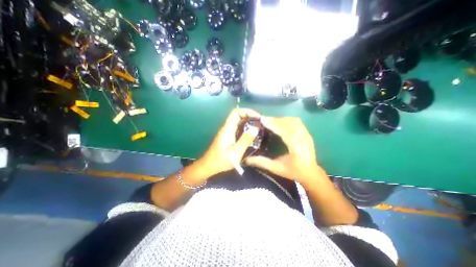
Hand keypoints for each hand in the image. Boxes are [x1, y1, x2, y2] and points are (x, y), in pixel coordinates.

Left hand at [199, 108, 261, 177]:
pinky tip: (251, 135)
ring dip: (248, 122)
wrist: (208, 166)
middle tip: (261, 123)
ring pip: (238, 122)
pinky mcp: (228, 137)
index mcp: (227, 129)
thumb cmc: (221, 160)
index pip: (236, 112)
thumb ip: (245, 140)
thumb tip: (256, 128)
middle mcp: (227, 128)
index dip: (247, 111)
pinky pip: (238, 129)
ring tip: (259, 128)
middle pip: (238, 116)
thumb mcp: (235, 152)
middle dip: (250, 116)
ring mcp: (227, 132)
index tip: (258, 117)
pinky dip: (245, 129)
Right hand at [245, 116, 323, 186]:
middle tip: (264, 120)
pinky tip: (280, 122)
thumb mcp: (276, 168)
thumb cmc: (293, 172)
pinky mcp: (307, 133)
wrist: (311, 173)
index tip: (263, 120)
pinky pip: (297, 122)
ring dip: (281, 119)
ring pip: (294, 121)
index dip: (274, 125)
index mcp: (297, 148)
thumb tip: (247, 159)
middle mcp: (304, 139)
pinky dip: (287, 119)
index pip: (286, 132)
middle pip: (290, 123)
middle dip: (276, 120)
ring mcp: (307, 135)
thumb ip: (262, 162)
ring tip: (271, 120)